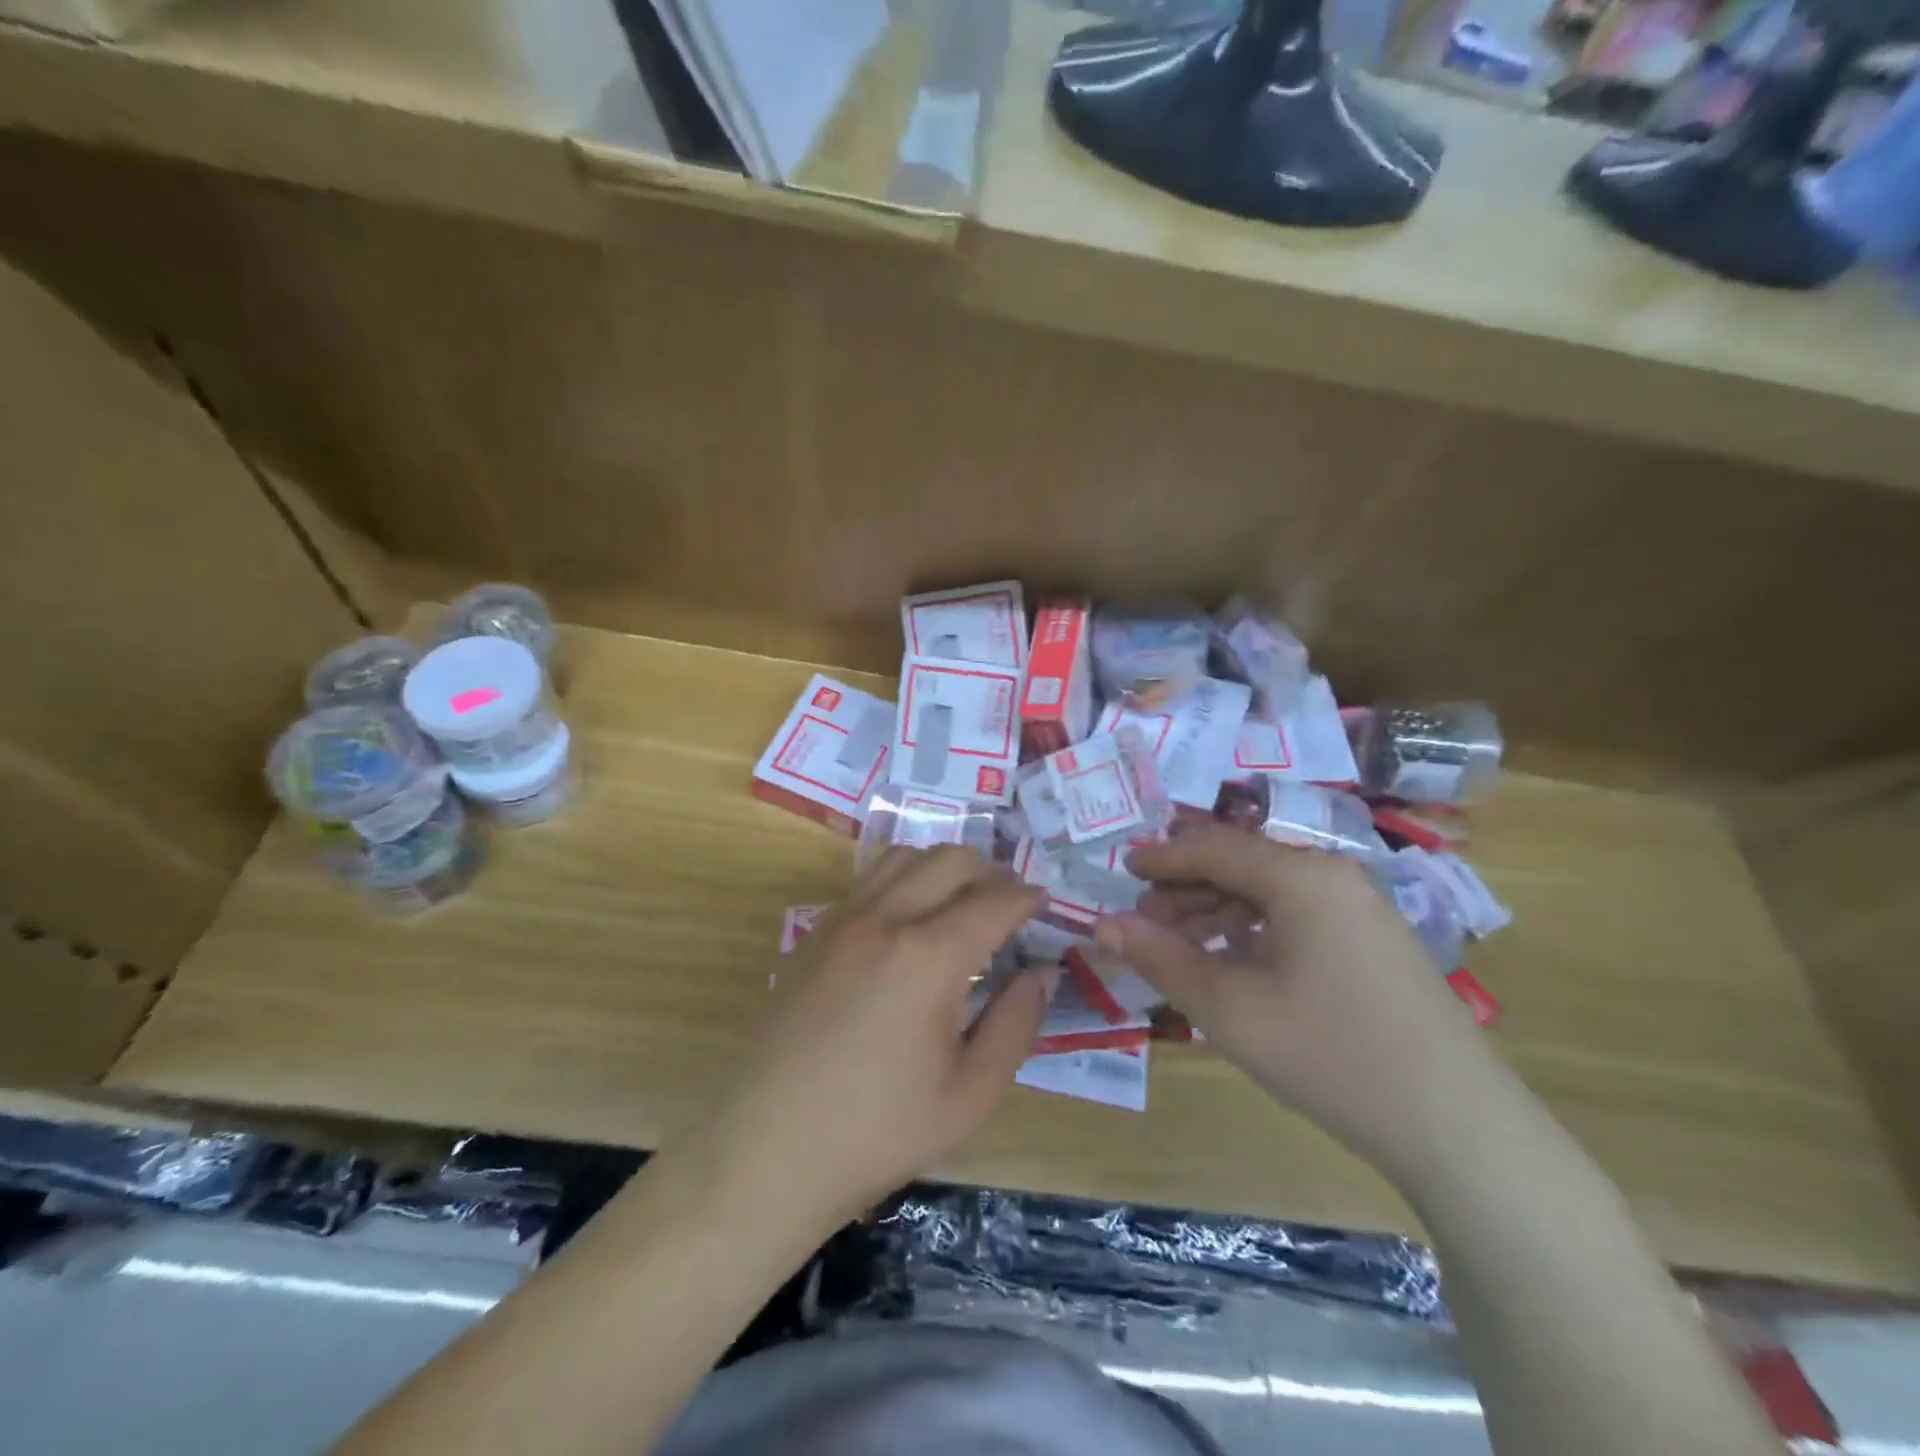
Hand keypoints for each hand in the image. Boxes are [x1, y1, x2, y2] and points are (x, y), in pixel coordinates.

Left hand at [710, 847, 1052, 1228]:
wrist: (768, 1149)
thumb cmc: (879, 1131)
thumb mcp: (970, 1094)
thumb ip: (1016, 1025)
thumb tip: (1041, 973)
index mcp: (928, 956)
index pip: (993, 901)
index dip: (1026, 899)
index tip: (1043, 905)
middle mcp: (885, 919)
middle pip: (950, 860)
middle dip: (990, 871)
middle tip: (1009, 901)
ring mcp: (843, 920)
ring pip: (904, 857)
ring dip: (943, 866)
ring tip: (962, 899)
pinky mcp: (814, 933)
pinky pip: (868, 879)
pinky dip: (903, 878)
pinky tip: (910, 917)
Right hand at [1099, 825, 1508, 1179]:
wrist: (1458, 1128)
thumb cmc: (1330, 1055)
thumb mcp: (1229, 1009)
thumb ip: (1160, 959)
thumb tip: (1101, 925)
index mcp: (1301, 877)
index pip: (1214, 847)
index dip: (1162, 857)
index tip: (1122, 867)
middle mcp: (1332, 876)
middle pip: (1242, 864)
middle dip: (1187, 887)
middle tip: (1142, 916)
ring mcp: (1360, 908)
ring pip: (1269, 891)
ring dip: (1217, 910)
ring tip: (1178, 943)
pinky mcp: (1373, 940)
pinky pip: (1296, 915)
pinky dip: (1253, 930)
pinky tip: (1231, 962)